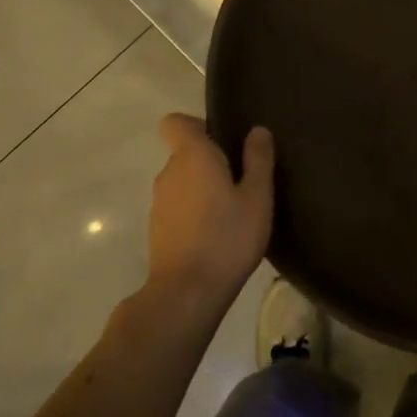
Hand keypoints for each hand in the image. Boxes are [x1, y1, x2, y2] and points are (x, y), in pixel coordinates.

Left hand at [147, 115, 274, 305]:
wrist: (187, 294)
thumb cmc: (227, 237)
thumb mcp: (257, 196)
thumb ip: (258, 159)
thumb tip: (257, 130)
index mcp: (192, 156)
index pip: (176, 122)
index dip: (197, 125)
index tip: (224, 141)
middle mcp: (169, 173)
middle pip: (185, 153)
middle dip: (211, 161)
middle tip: (243, 181)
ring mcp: (159, 203)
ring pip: (183, 182)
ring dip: (204, 189)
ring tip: (234, 211)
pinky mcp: (157, 230)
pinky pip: (179, 206)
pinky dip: (195, 212)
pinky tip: (218, 234)